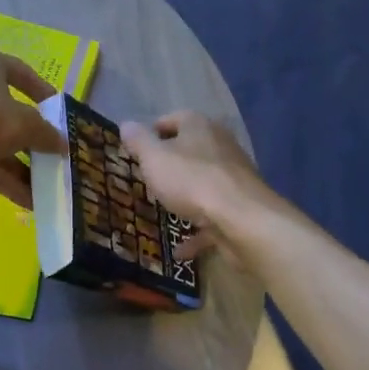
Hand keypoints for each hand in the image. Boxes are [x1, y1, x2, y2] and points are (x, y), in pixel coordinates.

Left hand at [0, 46, 65, 207]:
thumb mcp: (24, 123)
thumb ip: (46, 133)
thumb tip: (63, 144)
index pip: (21, 71)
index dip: (43, 91)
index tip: (59, 111)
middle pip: (9, 112)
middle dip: (34, 137)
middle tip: (57, 154)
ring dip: (22, 165)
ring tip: (48, 185)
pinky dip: (5, 179)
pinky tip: (28, 200)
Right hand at [122, 112, 277, 259]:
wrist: (242, 219)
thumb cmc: (191, 181)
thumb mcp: (154, 159)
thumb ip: (139, 142)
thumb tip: (127, 124)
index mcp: (200, 127)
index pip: (174, 119)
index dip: (154, 131)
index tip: (137, 148)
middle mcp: (220, 146)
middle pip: (191, 151)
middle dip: (170, 165)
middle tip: (148, 180)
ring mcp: (233, 178)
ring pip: (203, 184)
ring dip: (185, 198)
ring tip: (163, 212)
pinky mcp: (240, 207)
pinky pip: (213, 218)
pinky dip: (197, 231)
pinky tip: (180, 251)